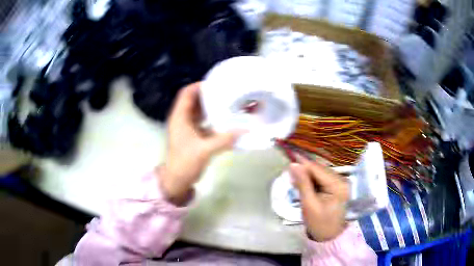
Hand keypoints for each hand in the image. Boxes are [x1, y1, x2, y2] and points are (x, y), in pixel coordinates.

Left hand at [159, 82, 240, 204]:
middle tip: (226, 92)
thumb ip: (224, 140)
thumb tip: (245, 130)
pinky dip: (213, 119)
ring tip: (228, 103)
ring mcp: (187, 128)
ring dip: (211, 107)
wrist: (176, 180)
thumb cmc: (185, 163)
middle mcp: (182, 119)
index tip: (216, 83)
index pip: (187, 93)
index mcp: (180, 117)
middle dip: (208, 95)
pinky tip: (225, 120)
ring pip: (199, 111)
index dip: (199, 86)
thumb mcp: (204, 150)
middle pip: (194, 100)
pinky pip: (203, 122)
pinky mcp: (193, 136)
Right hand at [290, 155, 348, 241]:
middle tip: (290, 173)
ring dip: (308, 174)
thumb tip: (293, 165)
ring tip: (295, 180)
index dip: (303, 162)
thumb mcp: (309, 204)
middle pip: (320, 169)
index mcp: (338, 185)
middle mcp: (342, 180)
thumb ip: (302, 183)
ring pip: (321, 172)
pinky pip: (323, 178)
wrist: (329, 236)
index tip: (289, 156)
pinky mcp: (337, 186)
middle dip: (305, 169)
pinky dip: (313, 180)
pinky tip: (305, 184)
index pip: (318, 169)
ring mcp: (341, 182)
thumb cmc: (319, 223)